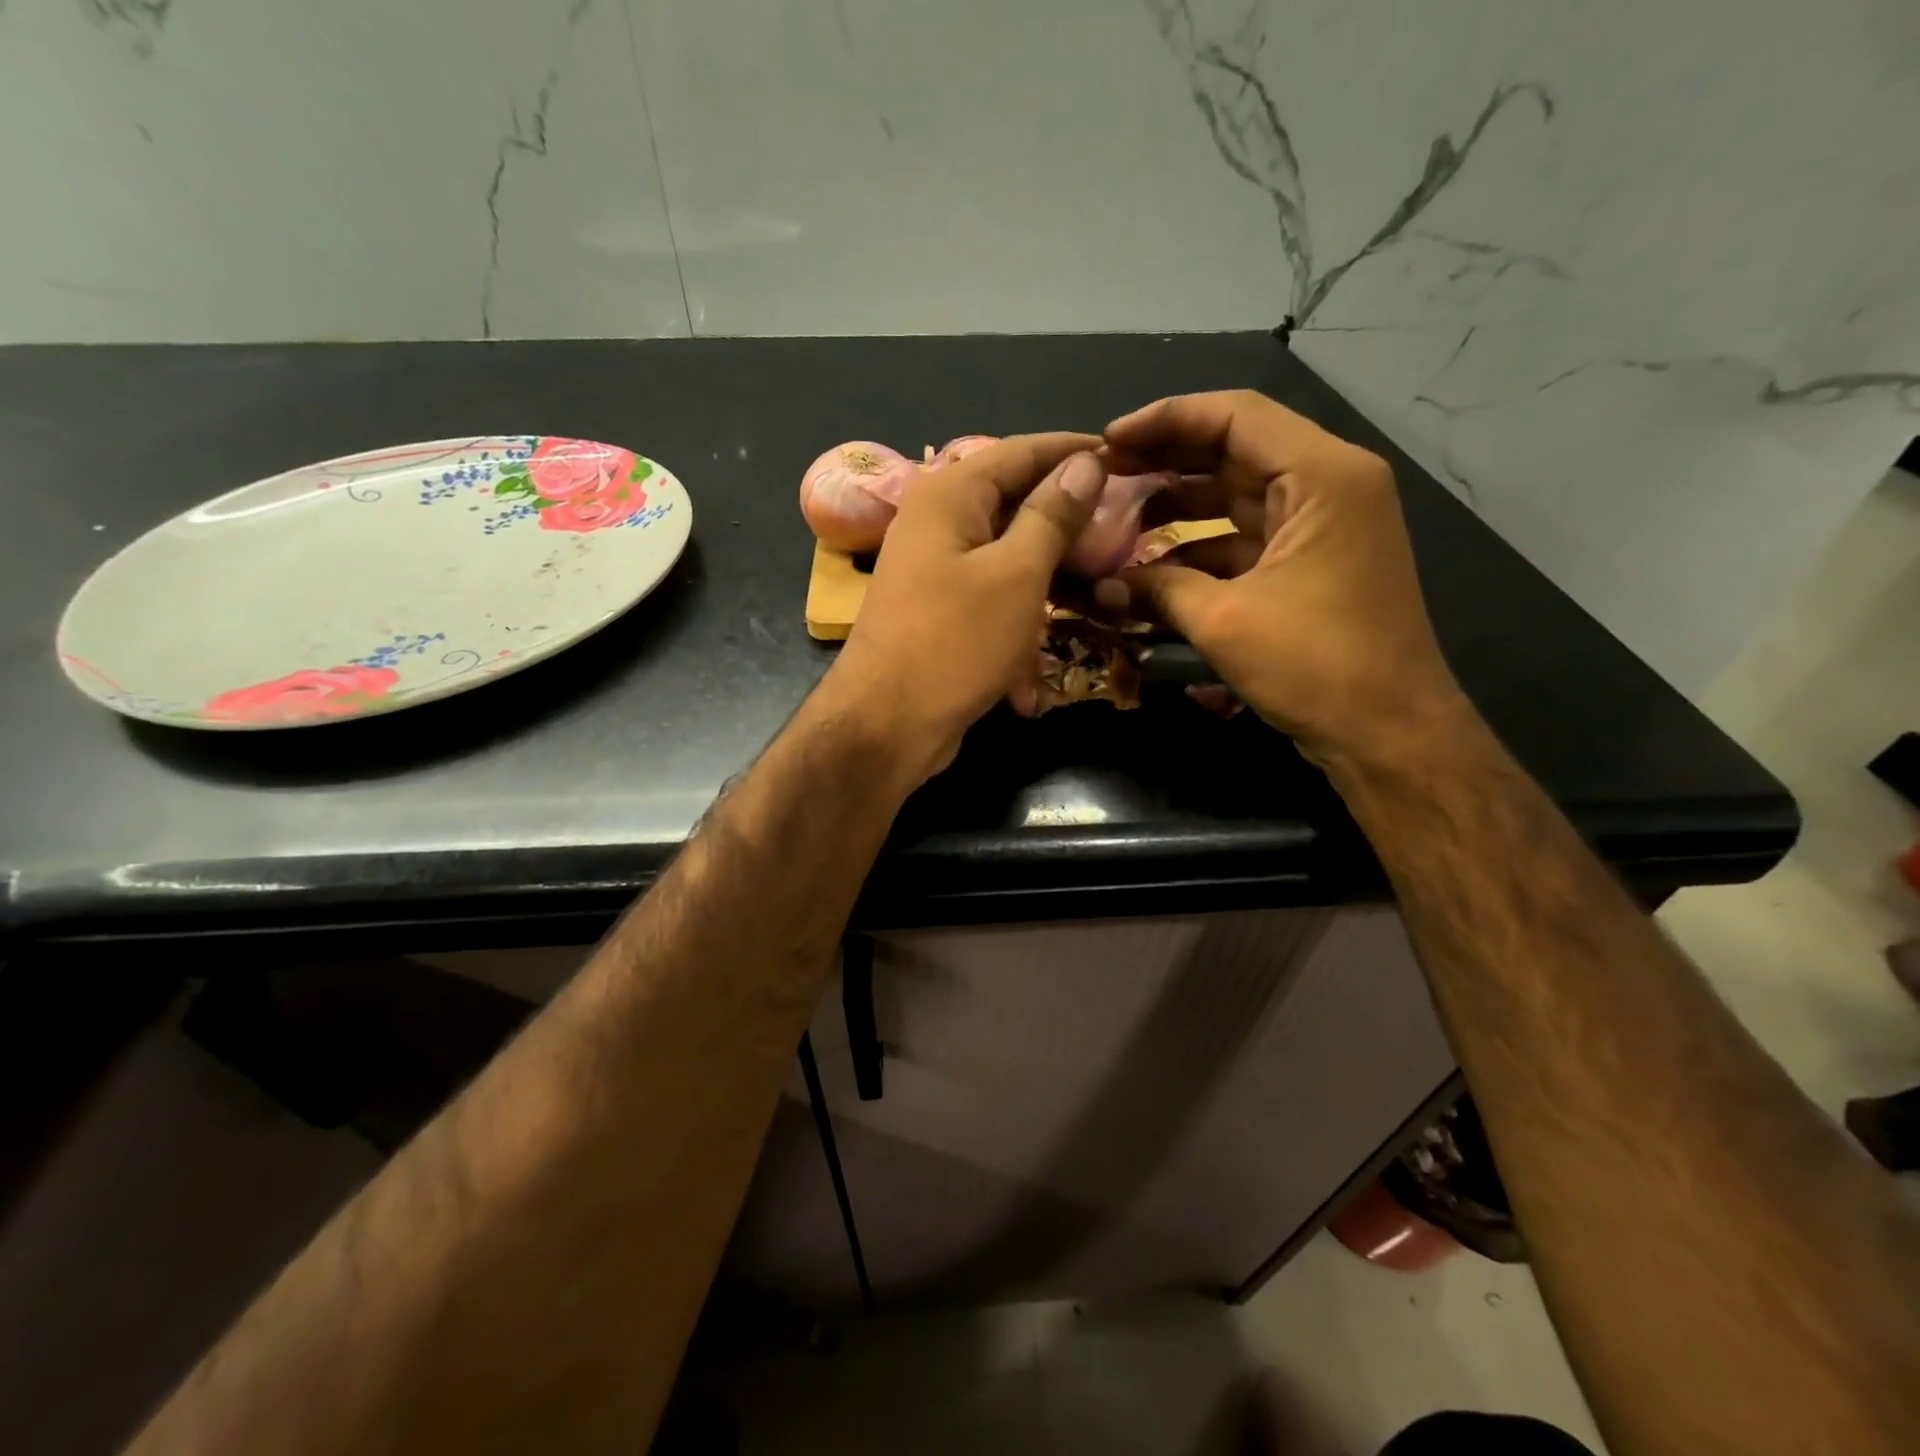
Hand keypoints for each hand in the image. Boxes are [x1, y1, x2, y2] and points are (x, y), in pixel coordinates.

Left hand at [820, 433, 1106, 782]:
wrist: (886, 725)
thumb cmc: (955, 642)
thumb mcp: (1018, 574)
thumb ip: (1052, 515)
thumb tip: (1086, 462)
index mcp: (950, 495)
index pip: (1023, 451)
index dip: (1077, 451)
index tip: (1129, 460)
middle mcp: (937, 522)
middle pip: (1016, 504)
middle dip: (1069, 525)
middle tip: (1124, 535)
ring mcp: (936, 570)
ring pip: (1009, 559)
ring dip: (1050, 583)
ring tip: (1098, 597)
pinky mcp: (940, 613)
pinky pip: (992, 602)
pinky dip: (1018, 629)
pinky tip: (1033, 679)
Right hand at [1096, 391, 1466, 768]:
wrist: (1387, 732)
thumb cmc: (1316, 665)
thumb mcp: (1225, 622)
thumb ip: (1158, 590)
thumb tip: (1101, 586)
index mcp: (1322, 476)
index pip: (1235, 417)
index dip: (1165, 421)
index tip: (1108, 443)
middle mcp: (1328, 486)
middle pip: (1234, 451)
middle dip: (1165, 462)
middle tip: (1103, 477)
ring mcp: (1321, 526)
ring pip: (1236, 496)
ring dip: (1178, 507)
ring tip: (1116, 519)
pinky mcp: (1309, 564)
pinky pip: (1245, 539)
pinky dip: (1199, 549)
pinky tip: (1150, 567)